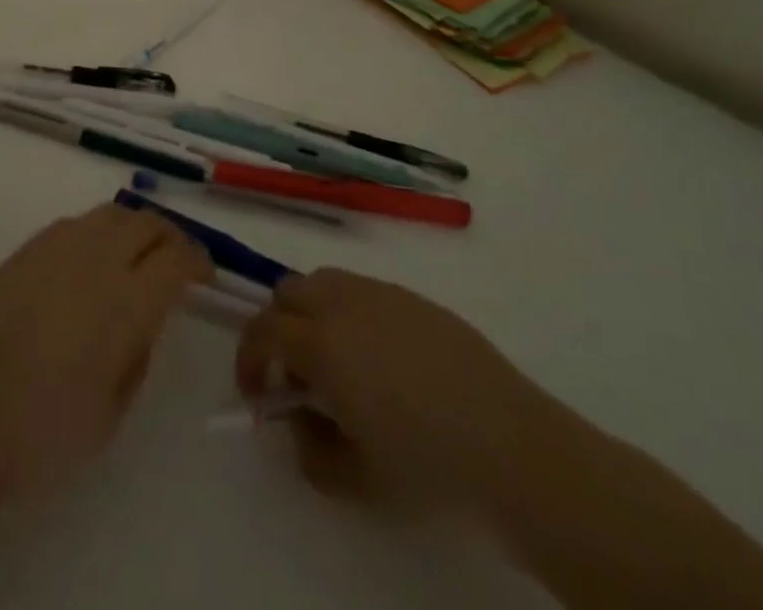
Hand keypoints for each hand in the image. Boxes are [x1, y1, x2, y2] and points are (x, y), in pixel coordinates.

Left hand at [0, 205, 209, 498]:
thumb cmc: (42, 433)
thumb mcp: (111, 414)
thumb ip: (136, 358)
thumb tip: (140, 324)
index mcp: (127, 299)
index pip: (177, 259)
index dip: (198, 261)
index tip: (205, 274)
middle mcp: (96, 258)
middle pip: (145, 223)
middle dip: (169, 236)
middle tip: (176, 259)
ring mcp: (56, 247)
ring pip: (110, 214)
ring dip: (133, 228)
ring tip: (135, 254)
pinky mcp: (25, 250)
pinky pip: (74, 224)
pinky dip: (96, 233)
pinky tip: (89, 262)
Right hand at [236, 268, 556, 516]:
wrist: (514, 448)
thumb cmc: (428, 468)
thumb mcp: (355, 481)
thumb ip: (309, 449)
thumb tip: (297, 418)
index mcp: (322, 343)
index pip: (262, 330)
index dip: (248, 359)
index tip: (257, 393)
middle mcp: (344, 303)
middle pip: (287, 292)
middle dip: (278, 328)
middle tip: (295, 375)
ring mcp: (381, 294)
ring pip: (324, 282)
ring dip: (312, 314)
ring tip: (337, 362)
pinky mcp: (414, 298)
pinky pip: (363, 290)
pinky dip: (350, 313)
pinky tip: (381, 359)